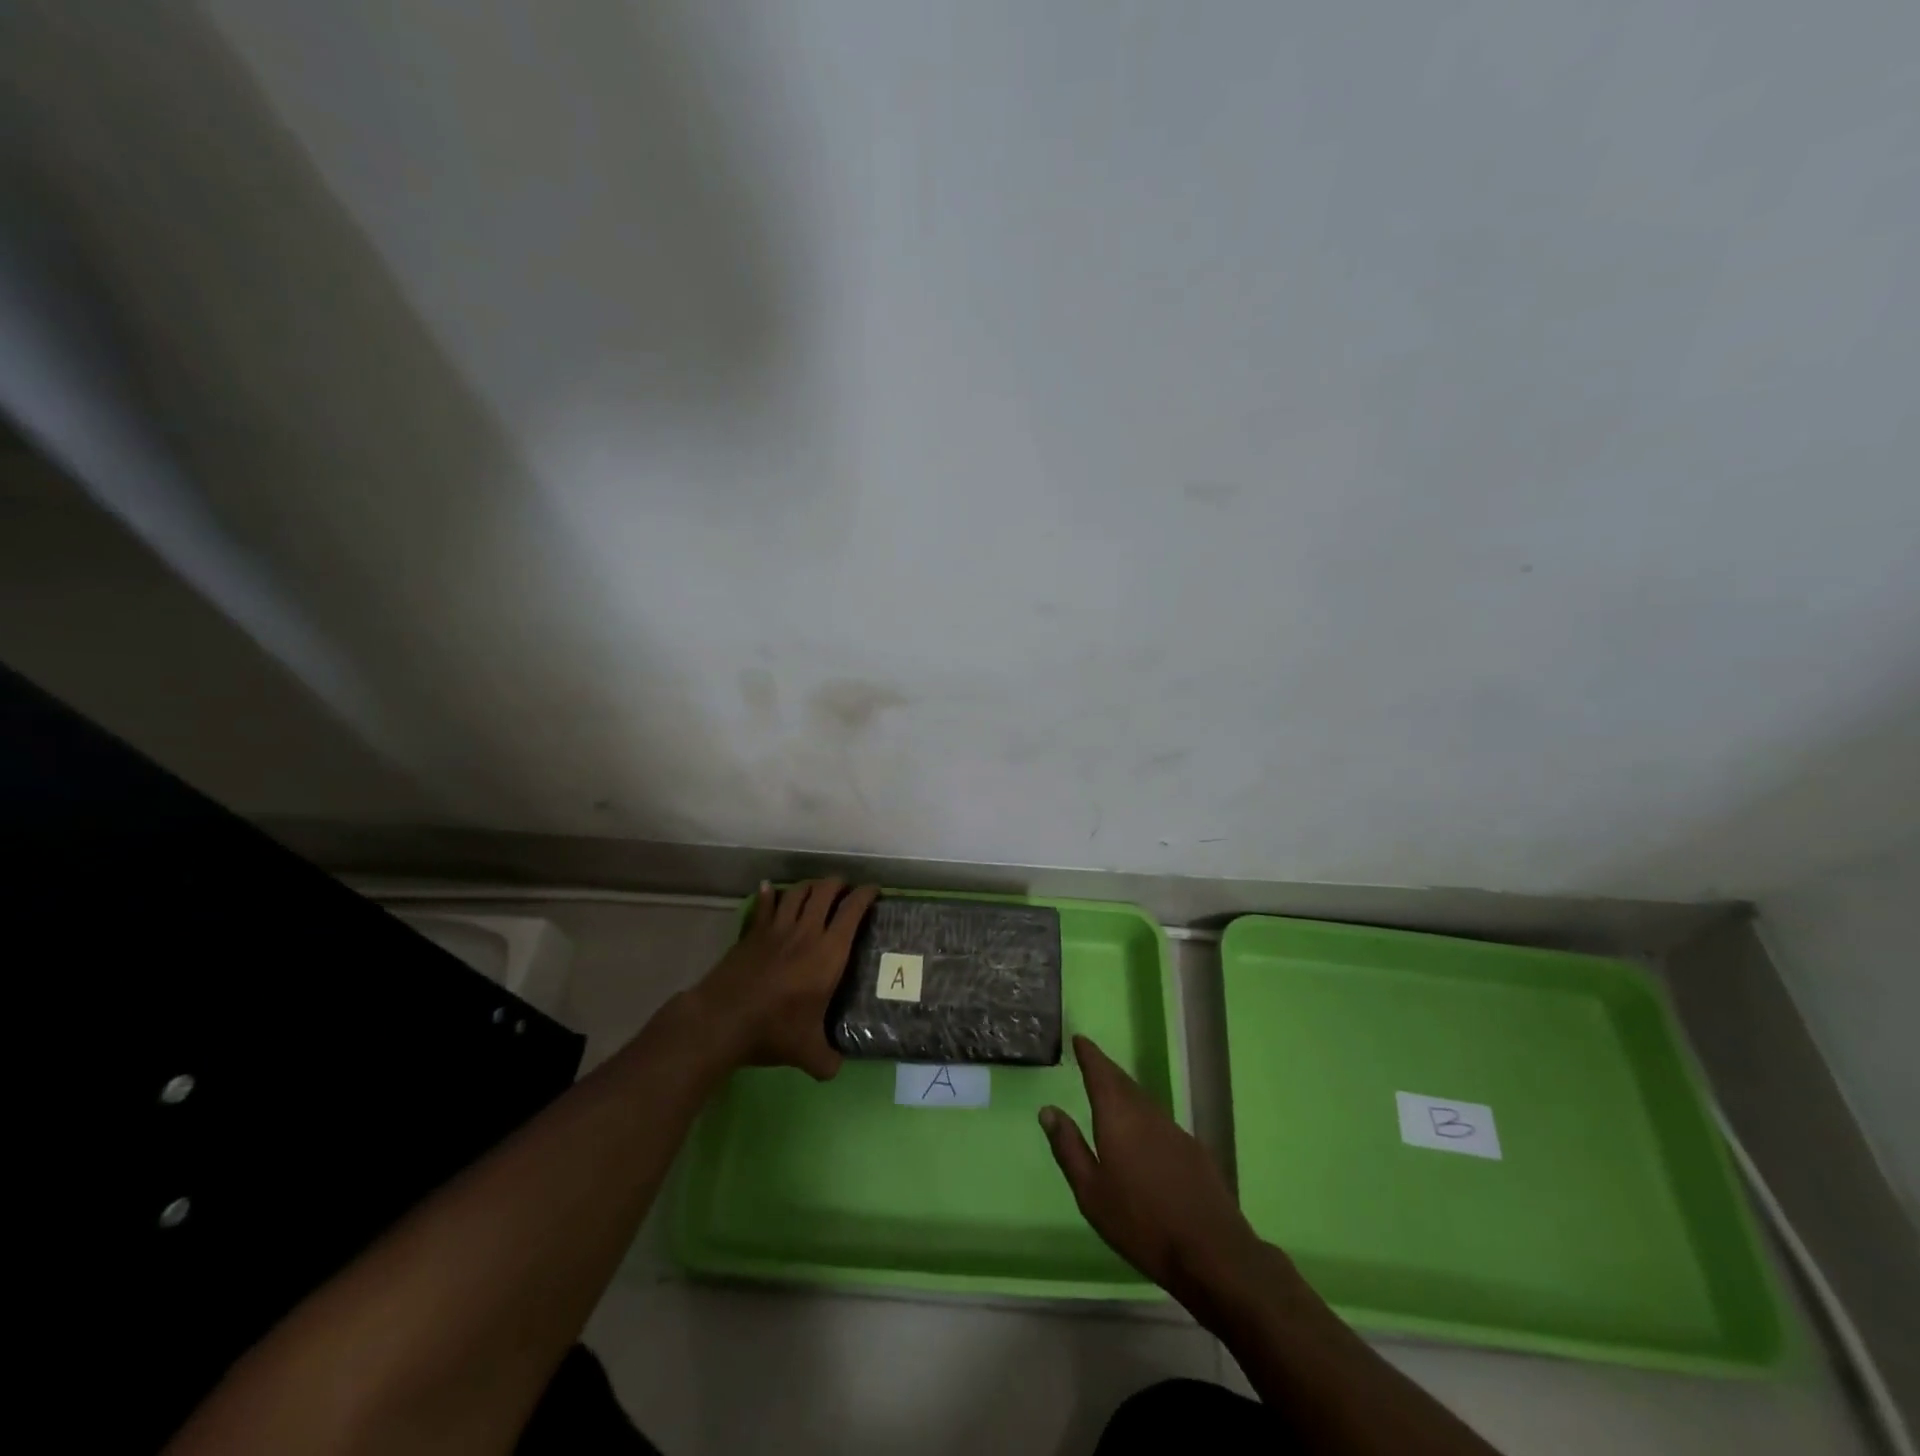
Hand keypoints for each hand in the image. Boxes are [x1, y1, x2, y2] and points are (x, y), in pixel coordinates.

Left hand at [687, 878, 877, 1078]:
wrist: (722, 1019)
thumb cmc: (774, 1030)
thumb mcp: (807, 1053)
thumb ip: (827, 1060)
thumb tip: (836, 1069)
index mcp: (829, 953)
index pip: (852, 911)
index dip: (866, 895)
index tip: (874, 891)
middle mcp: (806, 932)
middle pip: (825, 891)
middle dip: (838, 884)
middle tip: (845, 889)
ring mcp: (777, 928)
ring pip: (797, 892)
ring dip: (810, 885)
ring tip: (816, 888)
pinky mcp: (752, 933)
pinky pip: (765, 905)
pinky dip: (770, 894)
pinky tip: (770, 888)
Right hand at [1041, 1034, 1272, 1306]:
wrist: (1211, 1252)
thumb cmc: (1140, 1223)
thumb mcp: (1091, 1192)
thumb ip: (1069, 1148)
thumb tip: (1048, 1110)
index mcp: (1118, 1118)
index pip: (1101, 1073)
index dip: (1090, 1055)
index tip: (1080, 1039)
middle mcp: (1147, 1114)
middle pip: (1123, 1082)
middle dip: (1106, 1070)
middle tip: (1091, 1061)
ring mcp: (1174, 1130)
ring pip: (1143, 1100)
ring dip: (1126, 1091)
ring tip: (1111, 1094)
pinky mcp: (1194, 1150)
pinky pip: (1160, 1121)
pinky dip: (1144, 1115)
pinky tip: (1143, 1135)